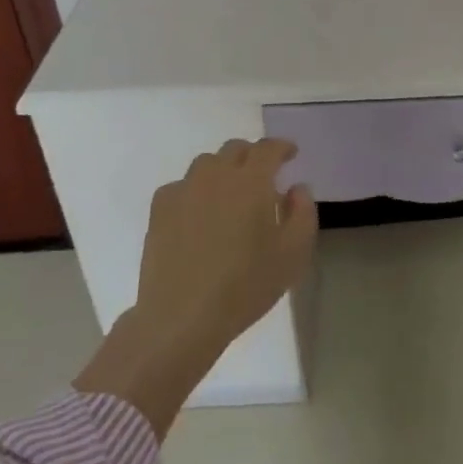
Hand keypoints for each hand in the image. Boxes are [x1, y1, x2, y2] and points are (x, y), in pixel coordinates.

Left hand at [135, 137, 317, 356]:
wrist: (182, 316)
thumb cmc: (245, 285)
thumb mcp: (293, 254)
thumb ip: (302, 213)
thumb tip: (296, 188)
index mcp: (251, 181)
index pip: (268, 148)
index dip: (282, 147)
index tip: (290, 155)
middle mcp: (216, 175)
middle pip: (235, 149)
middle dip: (252, 155)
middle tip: (263, 177)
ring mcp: (184, 190)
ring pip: (206, 164)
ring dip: (223, 170)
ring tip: (229, 195)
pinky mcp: (160, 210)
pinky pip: (181, 186)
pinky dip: (195, 191)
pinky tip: (198, 214)